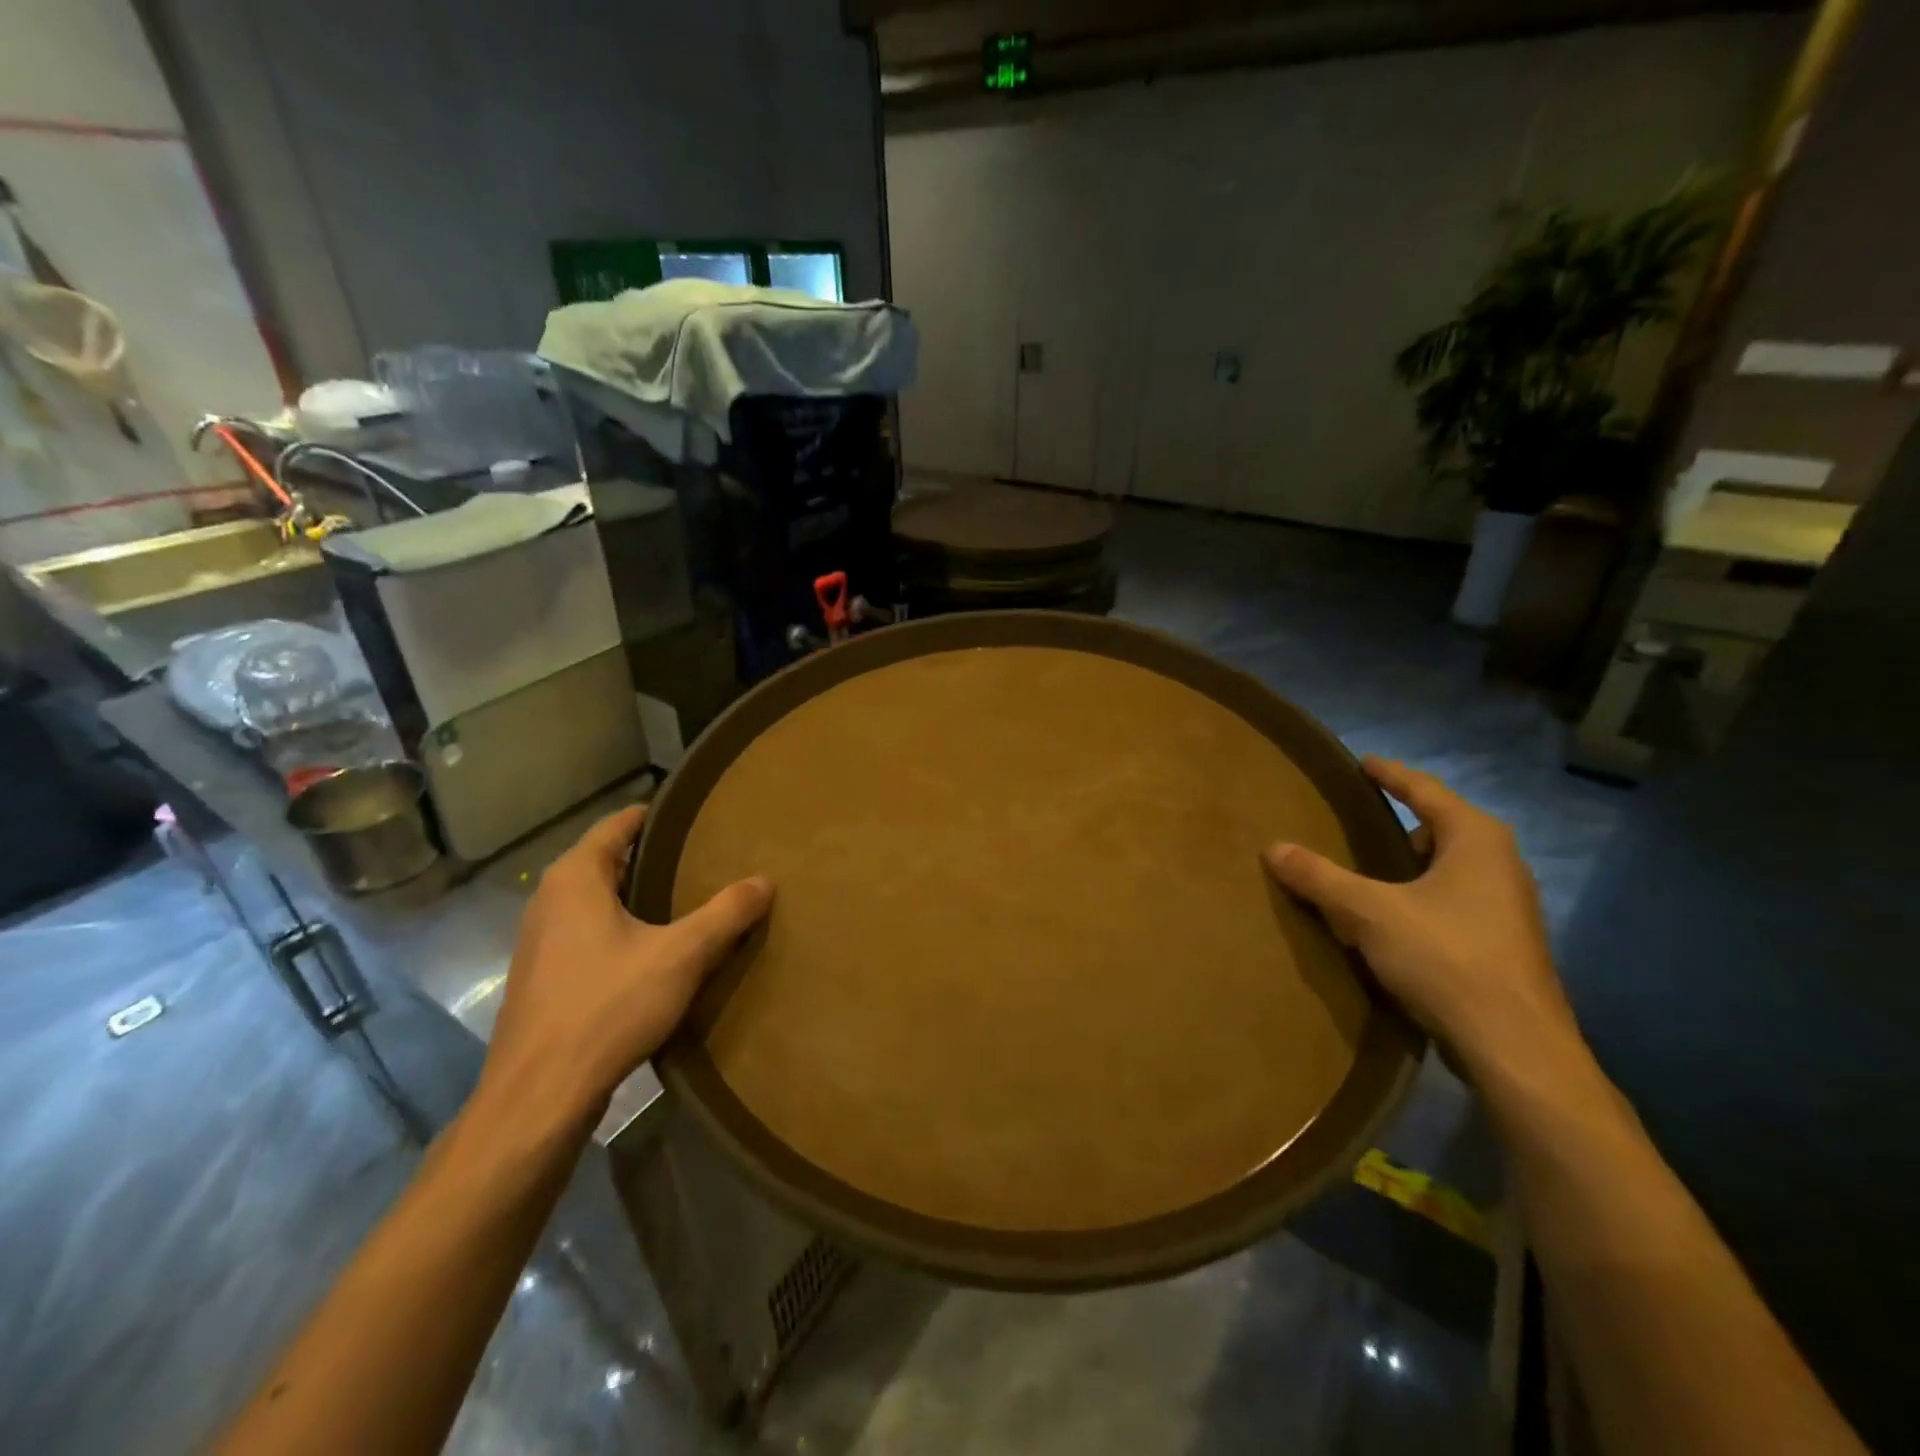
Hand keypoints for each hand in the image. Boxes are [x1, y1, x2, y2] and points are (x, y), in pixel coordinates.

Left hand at [479, 805, 773, 1125]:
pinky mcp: (541, 979)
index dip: (658, 816)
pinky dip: (621, 931)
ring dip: (637, 898)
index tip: (697, 817)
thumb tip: (765, 880)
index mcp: (575, 878)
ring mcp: (538, 942)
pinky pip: (588, 935)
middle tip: (705, 859)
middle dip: (653, 858)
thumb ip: (726, 913)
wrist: (539, 1097)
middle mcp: (548, 900)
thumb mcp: (682, 955)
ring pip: (596, 902)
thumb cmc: (607, 1007)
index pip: (618, 824)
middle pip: (607, 861)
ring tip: (688, 902)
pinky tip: (654, 954)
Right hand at [1263, 757, 1580, 1080]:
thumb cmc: (1446, 958)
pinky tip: (1392, 921)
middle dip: (1402, 823)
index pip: (1426, 790)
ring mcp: (1508, 906)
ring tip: (1368, 873)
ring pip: (1449, 868)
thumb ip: (1320, 877)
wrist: (1515, 1047)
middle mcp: (1500, 864)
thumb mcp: (1369, 912)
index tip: (1363, 762)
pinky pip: (1453, 900)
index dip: (1391, 774)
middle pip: (1442, 828)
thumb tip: (1273, 848)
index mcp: (1475, 840)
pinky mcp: (1504, 943)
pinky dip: (1421, 897)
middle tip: (1359, 822)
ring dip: (1410, 866)